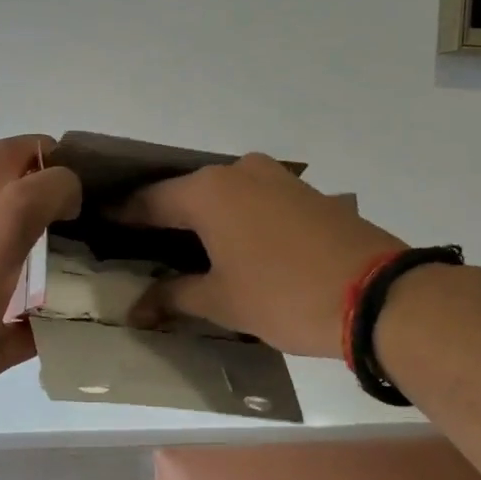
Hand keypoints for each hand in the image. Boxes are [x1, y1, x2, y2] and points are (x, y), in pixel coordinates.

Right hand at [117, 153, 401, 358]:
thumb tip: (138, 308)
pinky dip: (233, 218)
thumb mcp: (223, 301)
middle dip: (162, 217)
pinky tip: (229, 245)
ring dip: (200, 218)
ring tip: (183, 249)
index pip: (149, 200)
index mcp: (207, 191)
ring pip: (221, 194)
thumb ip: (174, 297)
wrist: (380, 295)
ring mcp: (275, 178)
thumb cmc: (284, 295)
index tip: (100, 224)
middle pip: (185, 192)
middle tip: (140, 244)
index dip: (122, 215)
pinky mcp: (303, 192)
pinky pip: (251, 199)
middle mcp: (237, 171)